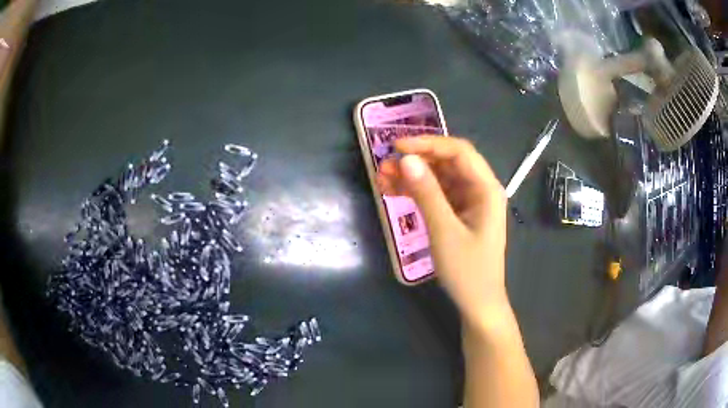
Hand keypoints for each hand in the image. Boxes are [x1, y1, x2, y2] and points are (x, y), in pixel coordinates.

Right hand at [377, 137, 508, 324]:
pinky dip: (415, 191)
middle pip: (447, 162)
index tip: (397, 147)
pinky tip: (392, 190)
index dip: (428, 144)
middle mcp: (479, 189)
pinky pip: (435, 194)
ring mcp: (468, 201)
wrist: (477, 304)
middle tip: (384, 164)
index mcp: (486, 189)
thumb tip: (406, 160)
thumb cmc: (467, 271)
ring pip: (438, 177)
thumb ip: (427, 193)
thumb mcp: (444, 231)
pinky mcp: (457, 213)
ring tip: (382, 177)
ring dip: (412, 175)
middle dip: (416, 160)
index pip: (458, 151)